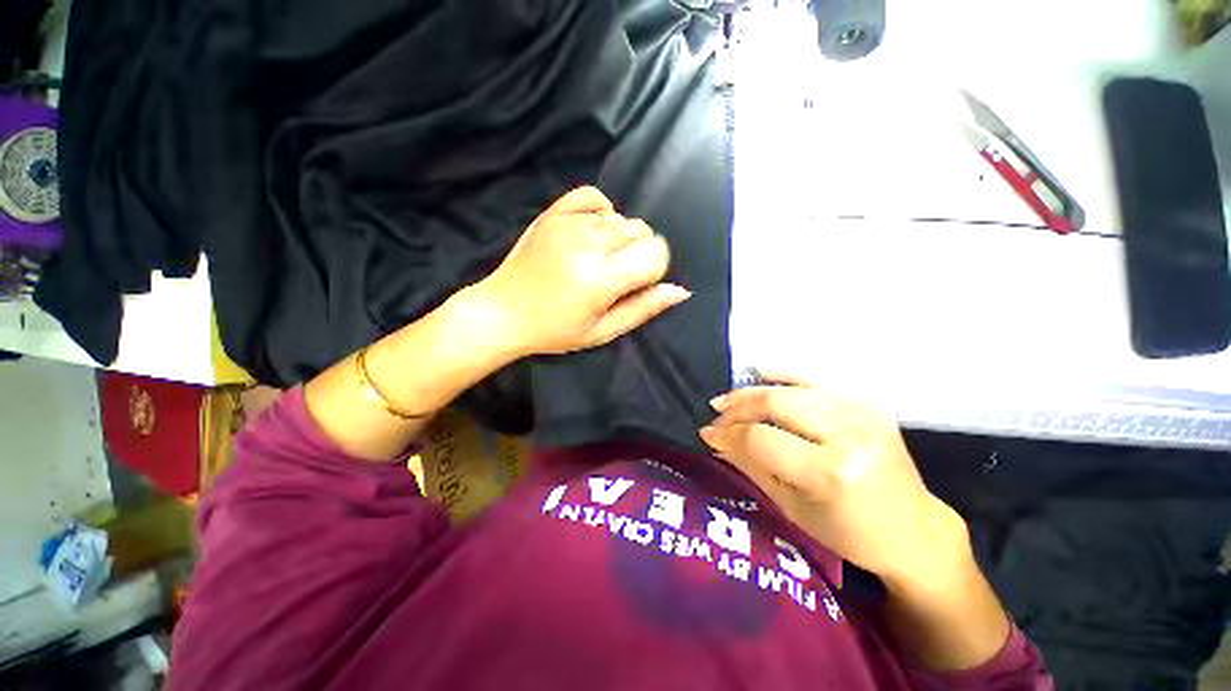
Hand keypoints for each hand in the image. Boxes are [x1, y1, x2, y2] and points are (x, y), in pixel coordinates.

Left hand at [476, 186, 690, 356]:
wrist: (503, 312)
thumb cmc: (555, 330)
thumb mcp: (603, 331)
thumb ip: (643, 308)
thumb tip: (680, 291)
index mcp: (602, 279)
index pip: (655, 254)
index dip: (653, 270)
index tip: (635, 284)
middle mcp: (589, 244)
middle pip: (641, 231)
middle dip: (638, 253)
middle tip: (614, 275)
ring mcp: (569, 224)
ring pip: (620, 217)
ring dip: (619, 237)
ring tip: (597, 259)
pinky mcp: (553, 213)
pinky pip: (593, 196)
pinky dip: (601, 211)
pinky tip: (593, 231)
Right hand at [699, 378, 969, 584]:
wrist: (915, 531)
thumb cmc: (850, 534)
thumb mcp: (792, 508)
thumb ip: (749, 465)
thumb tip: (713, 438)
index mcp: (832, 471)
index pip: (761, 438)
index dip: (729, 434)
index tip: (708, 433)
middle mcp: (849, 432)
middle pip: (775, 403)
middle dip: (738, 408)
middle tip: (717, 415)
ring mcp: (862, 411)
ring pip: (790, 388)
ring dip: (753, 392)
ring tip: (730, 401)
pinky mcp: (867, 402)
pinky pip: (816, 379)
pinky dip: (785, 374)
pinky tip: (760, 373)